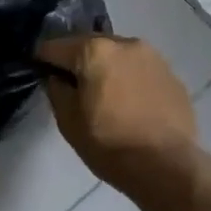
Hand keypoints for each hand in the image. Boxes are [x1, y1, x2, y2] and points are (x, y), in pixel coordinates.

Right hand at [38, 35, 200, 199]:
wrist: (168, 167)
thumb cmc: (110, 144)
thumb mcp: (68, 122)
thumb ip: (56, 91)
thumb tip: (56, 77)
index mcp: (94, 51)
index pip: (55, 46)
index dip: (42, 59)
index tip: (39, 71)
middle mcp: (124, 43)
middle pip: (89, 44)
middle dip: (77, 60)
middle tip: (72, 85)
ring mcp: (152, 57)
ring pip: (117, 55)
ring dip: (106, 67)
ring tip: (104, 94)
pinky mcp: (171, 74)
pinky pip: (139, 69)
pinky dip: (129, 79)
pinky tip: (129, 104)